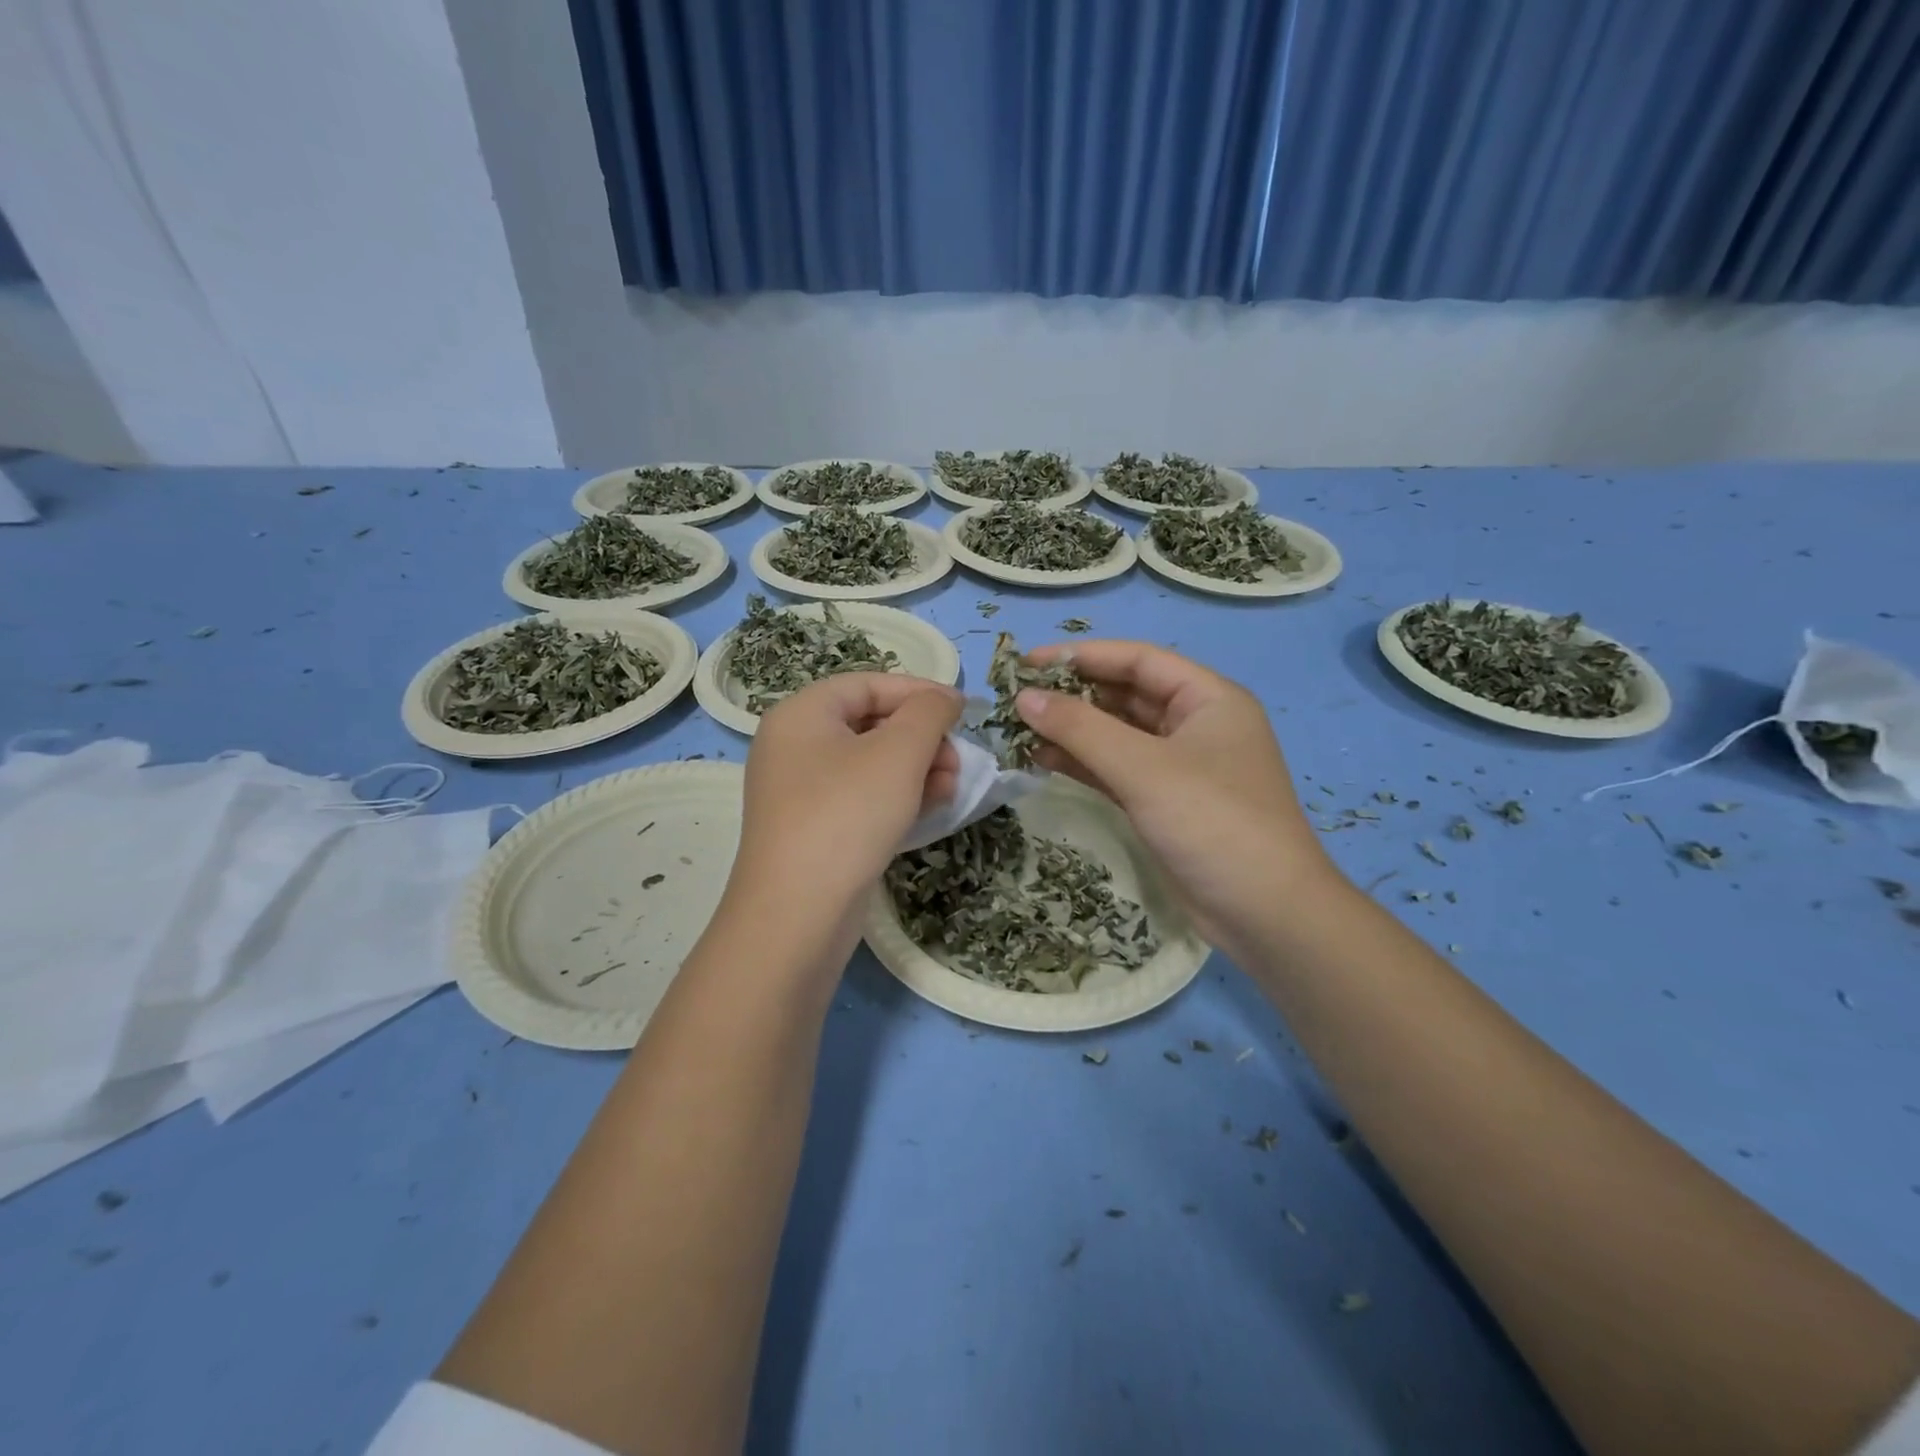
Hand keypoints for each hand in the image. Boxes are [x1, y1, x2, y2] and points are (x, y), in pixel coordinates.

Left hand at [730, 673, 961, 923]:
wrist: (798, 914)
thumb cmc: (847, 815)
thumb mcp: (899, 753)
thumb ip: (929, 713)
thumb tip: (946, 698)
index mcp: (802, 714)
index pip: (868, 684)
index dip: (919, 691)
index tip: (963, 711)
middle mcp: (794, 746)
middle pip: (871, 723)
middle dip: (923, 738)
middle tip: (958, 759)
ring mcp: (801, 791)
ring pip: (871, 763)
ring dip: (918, 768)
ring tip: (952, 788)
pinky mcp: (813, 829)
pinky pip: (862, 797)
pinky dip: (898, 796)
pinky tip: (931, 808)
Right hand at [1014, 641, 1334, 953]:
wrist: (1265, 915)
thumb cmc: (1212, 823)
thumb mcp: (1144, 769)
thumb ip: (1081, 729)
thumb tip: (1024, 697)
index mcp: (1208, 699)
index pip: (1138, 660)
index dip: (1082, 656)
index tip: (1027, 662)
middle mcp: (1195, 725)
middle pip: (1126, 695)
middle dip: (1073, 694)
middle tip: (1017, 696)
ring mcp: (1180, 767)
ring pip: (1117, 735)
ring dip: (1072, 731)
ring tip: (1018, 728)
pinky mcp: (1164, 803)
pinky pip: (1116, 770)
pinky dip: (1082, 763)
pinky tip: (1040, 759)